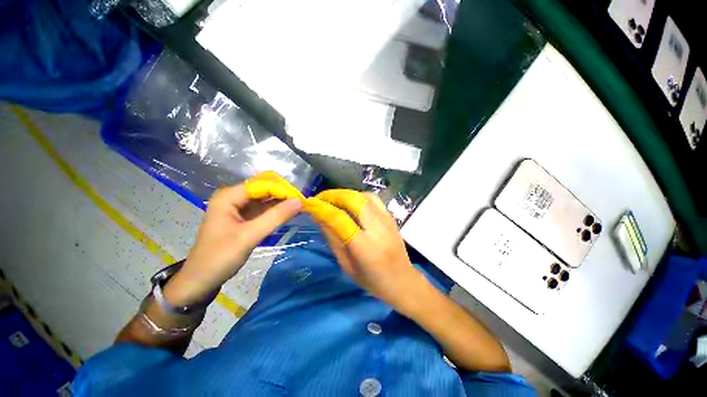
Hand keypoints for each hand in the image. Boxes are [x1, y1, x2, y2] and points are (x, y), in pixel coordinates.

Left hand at [164, 184, 301, 305]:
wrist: (201, 281)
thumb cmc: (220, 257)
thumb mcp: (249, 236)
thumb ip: (275, 217)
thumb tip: (299, 201)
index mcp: (229, 197)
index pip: (261, 184)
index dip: (281, 189)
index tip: (300, 198)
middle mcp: (233, 198)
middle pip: (263, 189)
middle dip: (283, 194)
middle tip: (302, 202)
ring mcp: (238, 208)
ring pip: (265, 199)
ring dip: (281, 202)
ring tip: (300, 206)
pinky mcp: (244, 218)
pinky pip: (263, 209)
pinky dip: (276, 211)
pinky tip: (288, 213)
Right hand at [318, 192, 428, 310]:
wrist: (403, 281)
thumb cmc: (373, 281)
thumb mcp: (347, 266)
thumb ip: (334, 240)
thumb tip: (320, 217)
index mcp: (365, 247)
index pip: (340, 219)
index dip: (322, 208)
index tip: (309, 204)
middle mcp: (378, 229)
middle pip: (354, 200)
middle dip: (334, 195)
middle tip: (320, 198)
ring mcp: (387, 220)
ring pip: (363, 196)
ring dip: (345, 194)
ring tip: (333, 199)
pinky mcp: (391, 217)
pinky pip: (373, 199)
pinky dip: (358, 196)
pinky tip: (350, 202)